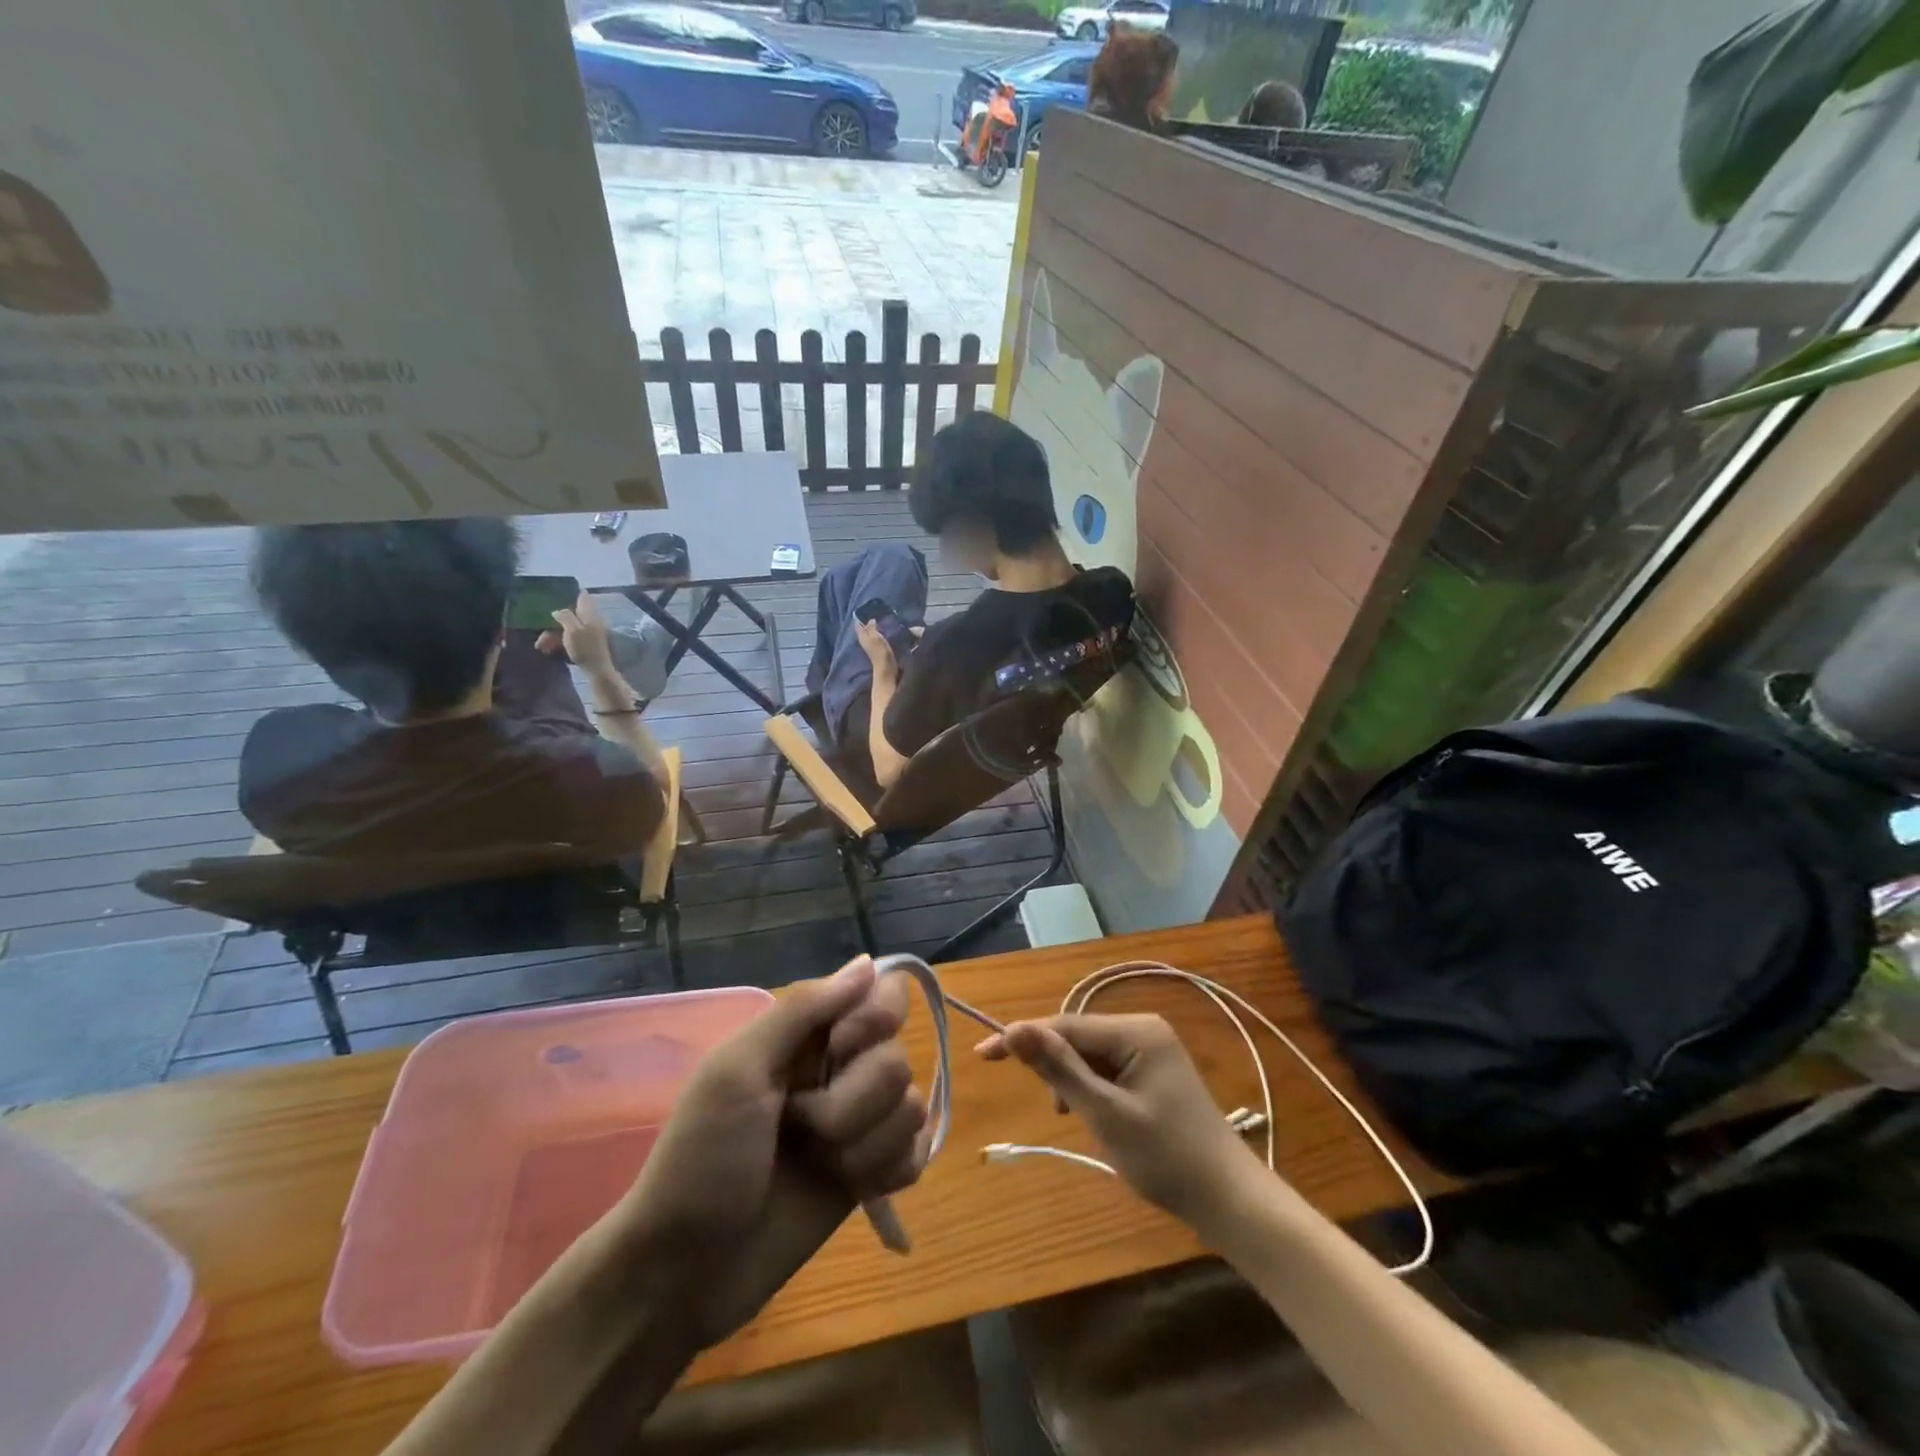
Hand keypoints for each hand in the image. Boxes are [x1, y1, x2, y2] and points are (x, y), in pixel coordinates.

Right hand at [537, 591, 617, 679]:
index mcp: (590, 614)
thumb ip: (565, 616)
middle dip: (553, 623)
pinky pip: (570, 638)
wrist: (598, 670)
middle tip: (541, 635)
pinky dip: (559, 642)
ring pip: (568, 628)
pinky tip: (549, 649)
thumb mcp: (572, 630)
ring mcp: (589, 633)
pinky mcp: (586, 644)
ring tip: (541, 646)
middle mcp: (591, 621)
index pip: (582, 596)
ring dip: (553, 635)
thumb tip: (558, 610)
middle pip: (570, 615)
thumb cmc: (585, 648)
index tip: (556, 593)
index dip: (571, 593)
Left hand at [613, 957, 927, 1348]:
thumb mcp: (737, 1071)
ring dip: (861, 1143)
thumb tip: (869, 962)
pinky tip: (849, 1187)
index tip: (841, 1048)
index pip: (884, 996)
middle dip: (851, 1101)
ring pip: (911, 1109)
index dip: (875, 1020)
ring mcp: (858, 1125)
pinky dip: (885, 1171)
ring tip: (813, 1163)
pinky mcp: (872, 1175)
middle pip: (898, 1059)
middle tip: (799, 1124)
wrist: (685, 1272)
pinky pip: (916, 1154)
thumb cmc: (702, 1158)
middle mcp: (841, 1072)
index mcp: (809, 1037)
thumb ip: (802, 1012)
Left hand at [855, 618, 898, 681]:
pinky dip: (879, 634)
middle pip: (864, 629)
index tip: (865, 609)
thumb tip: (871, 619)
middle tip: (875, 612)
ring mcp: (871, 647)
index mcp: (862, 637)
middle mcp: (865, 641)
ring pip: (871, 634)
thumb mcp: (876, 637)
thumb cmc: (880, 652)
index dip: (860, 617)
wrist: (886, 670)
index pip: (858, 625)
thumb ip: (872, 628)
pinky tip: (885, 631)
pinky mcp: (878, 651)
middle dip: (868, 621)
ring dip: (874, 628)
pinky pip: (877, 639)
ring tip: (882, 619)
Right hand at [978, 1014, 1253, 1225]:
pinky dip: (1091, 1089)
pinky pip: (1107, 1069)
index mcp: (1136, 1030)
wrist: (1229, 1200)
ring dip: (1072, 1081)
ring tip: (1073, 1117)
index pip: (1065, 1026)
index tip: (982, 1054)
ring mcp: (1151, 1050)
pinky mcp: (1153, 1072)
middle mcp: (1143, 1029)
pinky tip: (1091, 1114)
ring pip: (1090, 1055)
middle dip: (1052, 1064)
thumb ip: (1060, 1069)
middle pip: (1077, 1037)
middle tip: (1044, 1102)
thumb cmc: (1166, 1157)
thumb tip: (1014, 1029)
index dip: (1023, 1038)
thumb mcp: (1106, 1114)